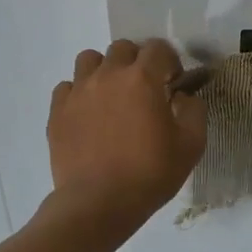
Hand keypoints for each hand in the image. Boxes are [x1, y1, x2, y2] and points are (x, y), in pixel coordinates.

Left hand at [47, 39, 205, 233]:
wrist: (99, 203)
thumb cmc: (150, 174)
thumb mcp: (191, 145)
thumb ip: (194, 111)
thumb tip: (184, 96)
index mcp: (143, 79)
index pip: (158, 48)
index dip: (170, 61)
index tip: (173, 83)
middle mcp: (108, 75)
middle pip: (122, 48)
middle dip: (137, 61)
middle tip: (144, 89)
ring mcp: (78, 91)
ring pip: (89, 59)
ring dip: (105, 70)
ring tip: (112, 95)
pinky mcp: (57, 111)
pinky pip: (67, 87)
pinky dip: (79, 93)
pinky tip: (89, 114)